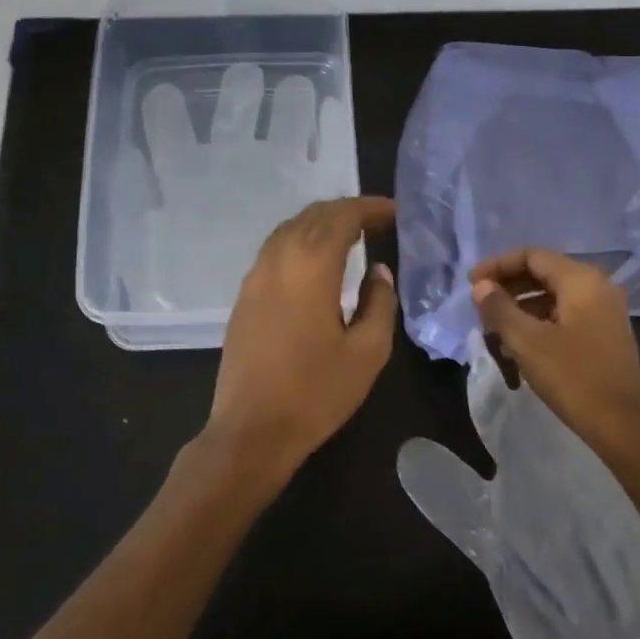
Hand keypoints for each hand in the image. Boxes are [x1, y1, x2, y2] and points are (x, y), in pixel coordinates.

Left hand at [199, 197, 397, 491]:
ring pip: (289, 229)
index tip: (395, 212)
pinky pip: (274, 249)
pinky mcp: (244, 296)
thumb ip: (380, 303)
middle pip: (312, 215)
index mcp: (311, 267)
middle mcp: (278, 260)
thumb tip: (378, 271)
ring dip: (320, 223)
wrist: (252, 430)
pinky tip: (316, 262)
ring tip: (350, 236)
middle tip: (377, 221)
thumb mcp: (367, 352)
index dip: (370, 208)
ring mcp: (255, 277)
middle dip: (346, 211)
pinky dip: (300, 241)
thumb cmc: (316, 393)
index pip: (342, 217)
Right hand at [470, 248, 639, 457]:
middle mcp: (597, 287)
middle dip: (508, 287)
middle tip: (479, 306)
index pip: (532, 256)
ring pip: (553, 297)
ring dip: (520, 307)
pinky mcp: (604, 335)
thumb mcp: (527, 341)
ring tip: (493, 329)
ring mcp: (604, 312)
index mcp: (581, 280)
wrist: (623, 425)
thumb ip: (499, 308)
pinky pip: (564, 316)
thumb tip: (481, 286)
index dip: (498, 265)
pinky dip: (538, 322)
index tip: (471, 284)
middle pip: (543, 274)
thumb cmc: (573, 377)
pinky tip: (518, 346)